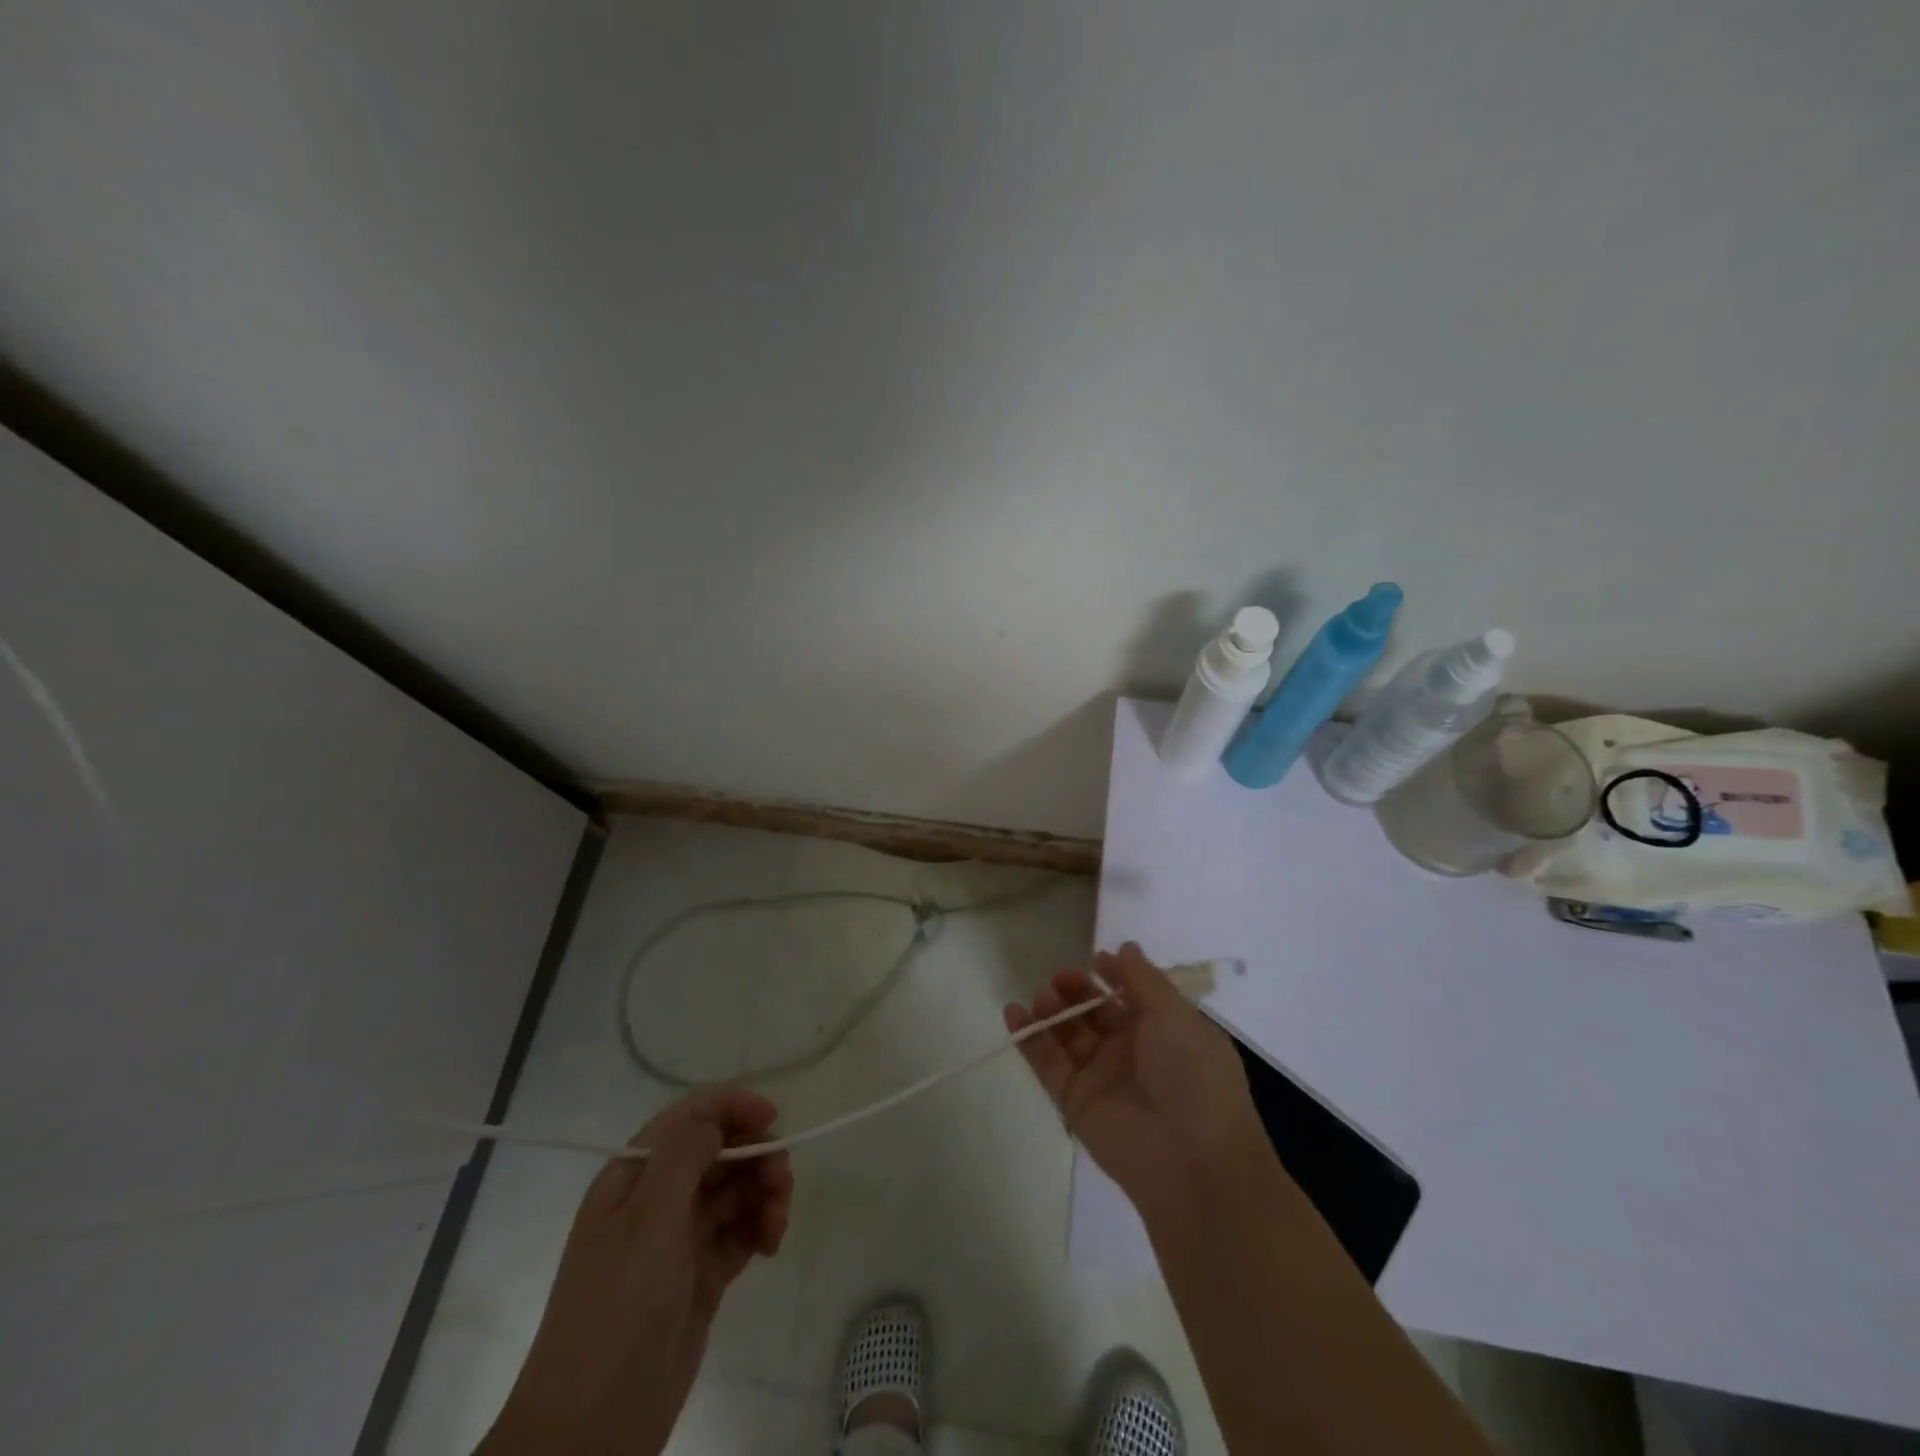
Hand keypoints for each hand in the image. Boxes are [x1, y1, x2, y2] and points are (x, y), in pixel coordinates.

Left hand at [479, 1089, 793, 1455]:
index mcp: (636, 1174)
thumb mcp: (649, 1217)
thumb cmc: (618, 1304)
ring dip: (765, 1193)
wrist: (594, 1426)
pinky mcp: (702, 1275)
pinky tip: (770, 1245)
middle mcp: (657, 1198)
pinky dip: (761, 1228)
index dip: (732, 1107)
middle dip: (756, 1156)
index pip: (690, 1117)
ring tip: (777, 1224)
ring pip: (736, 1190)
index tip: (773, 1118)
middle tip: (782, 1182)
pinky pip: (741, 1231)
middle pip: (720, 1151)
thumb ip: (686, 1153)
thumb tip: (717, 1119)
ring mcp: (680, 1238)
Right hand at [1004, 943, 1270, 1226]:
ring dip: (1053, 1010)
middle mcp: (1133, 1051)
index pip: (1132, 995)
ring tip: (1043, 994)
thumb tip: (1125, 947)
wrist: (1191, 1161)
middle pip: (1095, 1012)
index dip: (1113, 975)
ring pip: (1069, 1034)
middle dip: (1077, 990)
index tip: (1094, 960)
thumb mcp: (1175, 1016)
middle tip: (1061, 978)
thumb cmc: (1193, 1076)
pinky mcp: (1075, 1101)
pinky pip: (1047, 1063)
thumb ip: (1143, 979)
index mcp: (1165, 1030)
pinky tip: (1013, 1011)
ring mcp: (1102, 1077)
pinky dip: (1028, 1037)